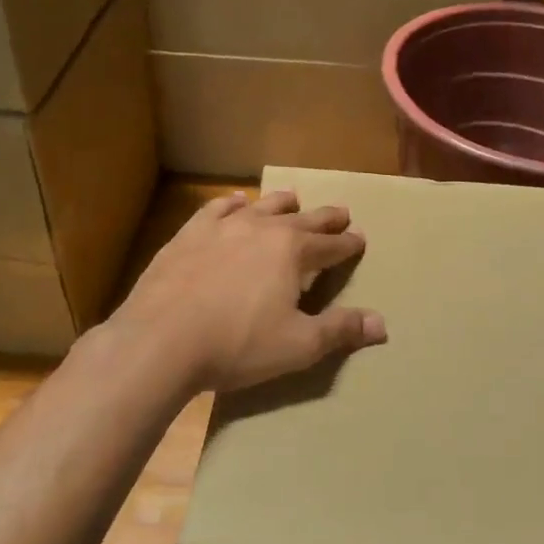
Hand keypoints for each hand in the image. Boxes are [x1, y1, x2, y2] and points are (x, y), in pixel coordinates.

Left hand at [112, 189, 387, 393]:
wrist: (160, 340)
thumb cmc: (237, 345)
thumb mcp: (298, 345)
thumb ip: (340, 330)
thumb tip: (382, 324)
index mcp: (293, 253)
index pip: (331, 245)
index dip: (348, 244)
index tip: (360, 240)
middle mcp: (262, 230)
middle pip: (302, 220)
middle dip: (325, 218)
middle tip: (341, 212)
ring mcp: (222, 228)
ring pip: (261, 207)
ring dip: (281, 204)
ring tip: (293, 198)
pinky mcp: (188, 235)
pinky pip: (216, 210)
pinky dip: (231, 205)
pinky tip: (234, 203)